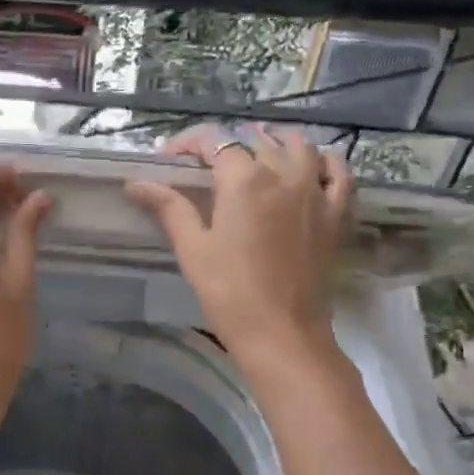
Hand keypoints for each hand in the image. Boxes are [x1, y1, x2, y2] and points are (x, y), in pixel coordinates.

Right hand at [126, 125, 353, 375]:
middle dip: (226, 146)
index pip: (214, 141)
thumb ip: (168, 208)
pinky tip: (310, 166)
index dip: (188, 143)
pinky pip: (338, 172)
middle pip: (254, 142)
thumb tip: (135, 183)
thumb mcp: (192, 248)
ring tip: (254, 156)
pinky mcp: (336, 214)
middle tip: (204, 168)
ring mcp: (316, 191)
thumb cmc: (229, 291)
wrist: (282, 333)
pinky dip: (323, 161)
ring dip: (273, 143)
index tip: (169, 158)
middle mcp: (283, 174)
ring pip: (298, 146)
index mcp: (243, 180)